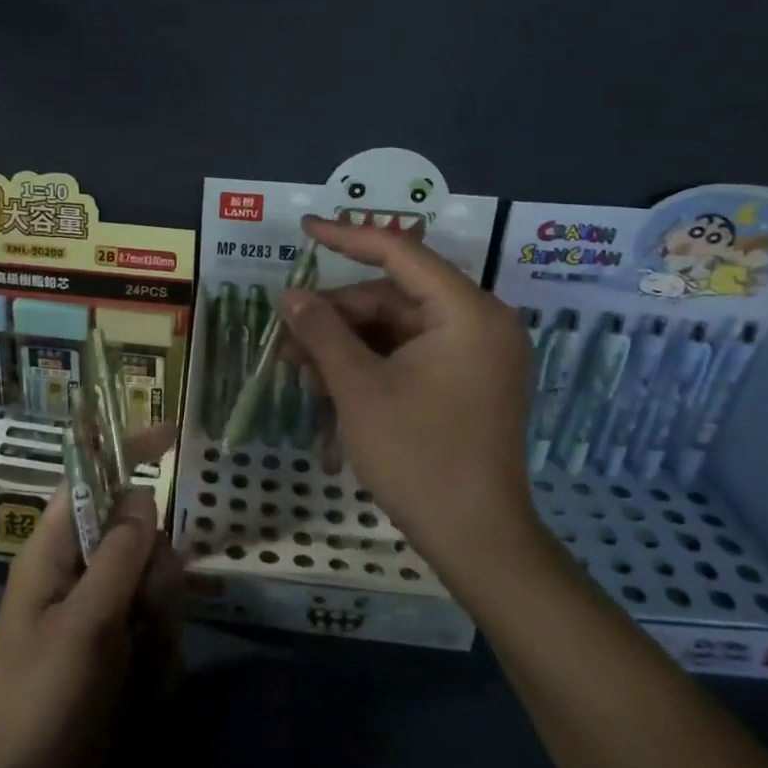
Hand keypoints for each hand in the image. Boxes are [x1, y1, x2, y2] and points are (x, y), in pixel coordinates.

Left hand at [0, 426, 182, 767]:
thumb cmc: (39, 700)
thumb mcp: (84, 625)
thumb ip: (118, 556)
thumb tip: (144, 495)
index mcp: (54, 550)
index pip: (90, 479)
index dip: (125, 452)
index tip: (171, 436)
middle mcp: (80, 571)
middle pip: (141, 536)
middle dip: (156, 574)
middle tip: (144, 615)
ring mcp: (103, 612)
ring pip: (158, 585)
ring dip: (160, 624)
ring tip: (137, 665)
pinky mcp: (120, 650)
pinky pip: (160, 631)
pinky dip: (158, 660)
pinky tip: (140, 695)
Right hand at [280, 215, 542, 579]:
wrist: (477, 539)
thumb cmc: (418, 456)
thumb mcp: (358, 388)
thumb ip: (322, 331)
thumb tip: (289, 295)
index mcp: (467, 312)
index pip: (400, 253)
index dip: (347, 237)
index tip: (304, 229)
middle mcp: (480, 323)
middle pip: (393, 296)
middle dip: (337, 316)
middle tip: (288, 340)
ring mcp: (478, 355)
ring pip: (397, 328)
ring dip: (347, 344)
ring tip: (303, 371)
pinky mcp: (469, 382)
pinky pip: (411, 355)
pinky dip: (371, 364)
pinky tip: (332, 386)